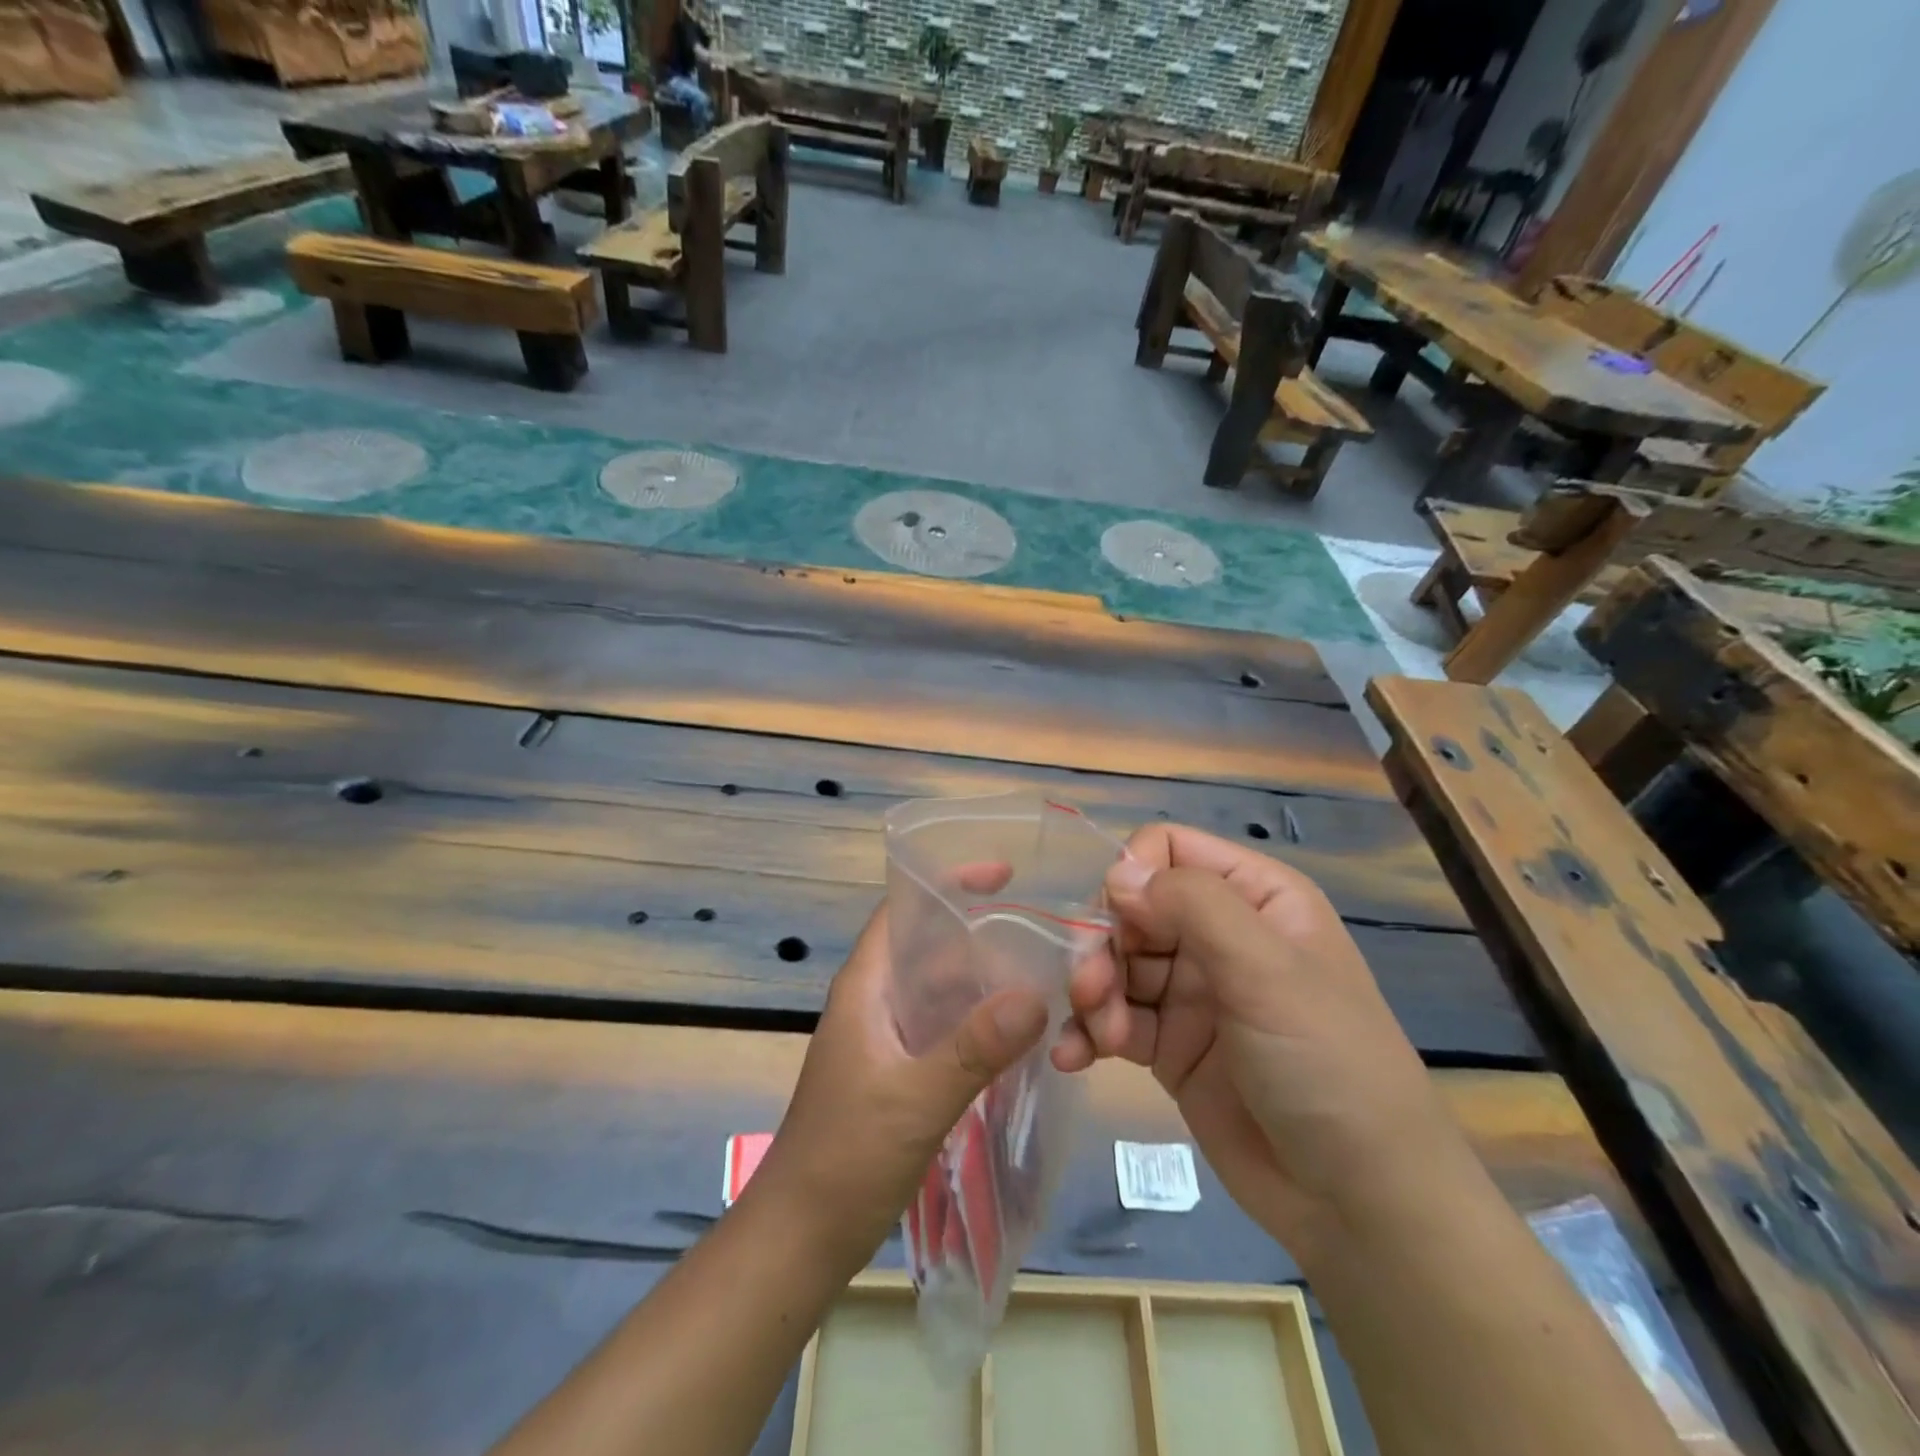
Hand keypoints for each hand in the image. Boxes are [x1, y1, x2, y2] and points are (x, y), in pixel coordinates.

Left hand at [752, 902, 1048, 1274]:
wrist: (802, 1236)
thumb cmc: (846, 1157)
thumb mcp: (914, 1099)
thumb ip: (973, 1048)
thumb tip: (1037, 995)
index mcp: (866, 985)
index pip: (903, 910)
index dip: (947, 884)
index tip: (1006, 875)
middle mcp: (876, 1000)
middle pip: (930, 946)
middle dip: (981, 932)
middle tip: (1047, 927)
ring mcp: (887, 1037)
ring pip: (942, 989)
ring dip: (985, 979)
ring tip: (1047, 970)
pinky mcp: (900, 1071)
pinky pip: (946, 1027)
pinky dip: (979, 1020)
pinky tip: (1021, 1030)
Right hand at [1055, 825, 1473, 1252]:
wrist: (1360, 1202)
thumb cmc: (1327, 1064)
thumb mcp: (1268, 971)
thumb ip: (1193, 906)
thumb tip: (1118, 873)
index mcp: (1254, 897)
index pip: (1168, 849)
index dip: (1133, 877)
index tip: (1118, 925)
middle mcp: (1219, 934)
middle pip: (1131, 908)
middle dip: (1102, 945)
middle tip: (1091, 992)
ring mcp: (1193, 992)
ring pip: (1116, 964)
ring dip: (1094, 993)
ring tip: (1098, 1037)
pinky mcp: (1171, 1046)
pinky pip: (1116, 1019)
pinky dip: (1089, 1032)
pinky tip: (1073, 1057)